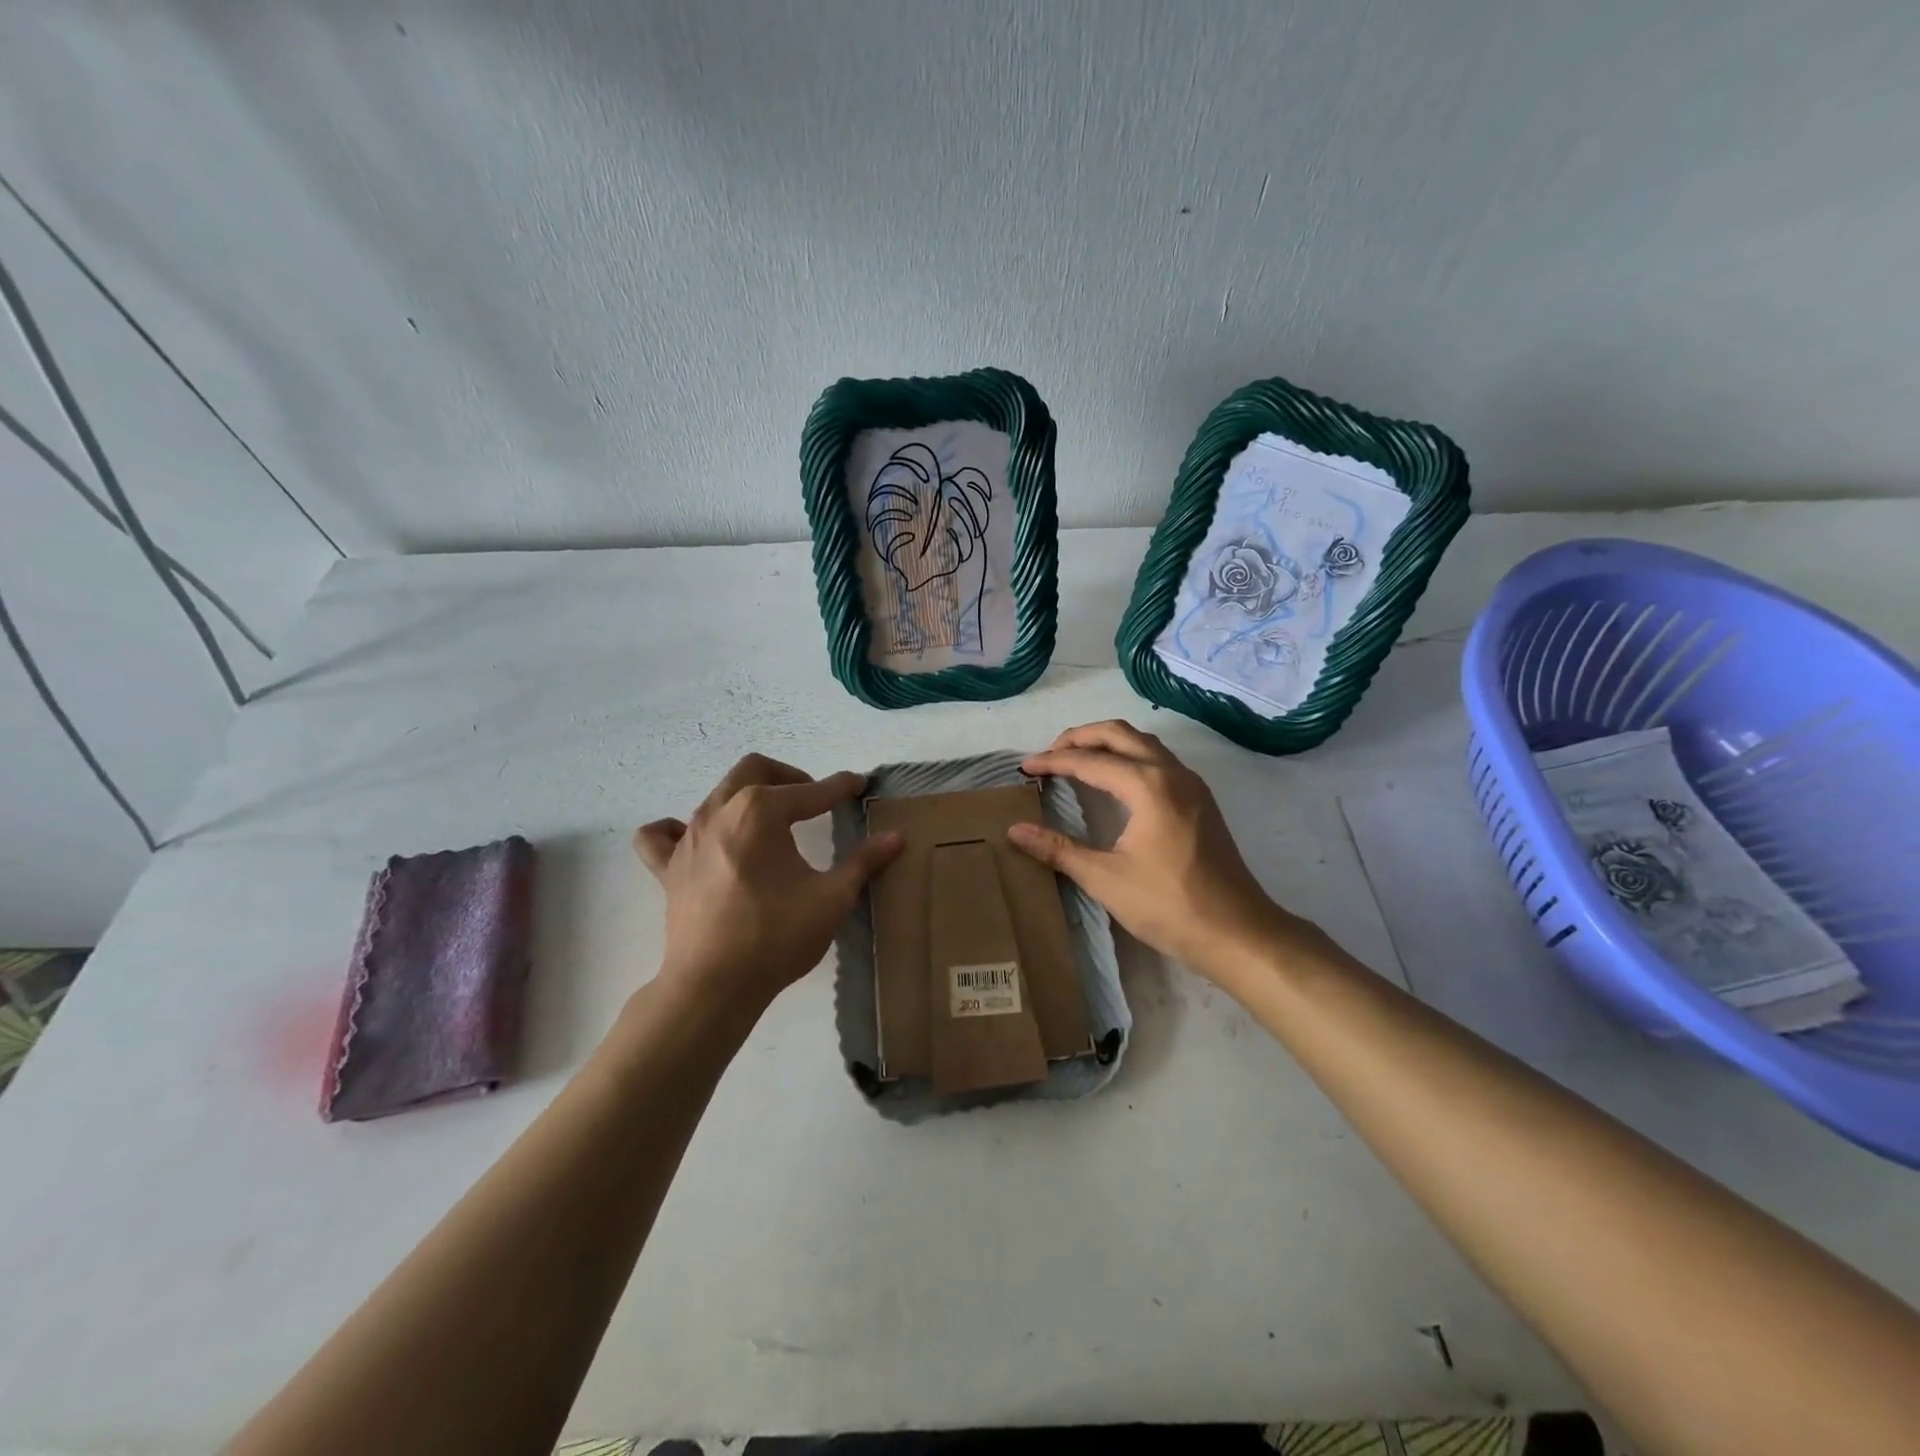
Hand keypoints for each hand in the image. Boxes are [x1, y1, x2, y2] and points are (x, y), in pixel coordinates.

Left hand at [634, 754, 902, 1014]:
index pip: (810, 791)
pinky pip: (662, 835)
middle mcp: (719, 811)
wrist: (713, 986)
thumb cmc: (776, 937)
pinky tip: (699, 841)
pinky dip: (678, 829)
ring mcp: (687, 837)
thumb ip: (863, 862)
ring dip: (748, 796)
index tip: (859, 784)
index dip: (839, 787)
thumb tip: (896, 838)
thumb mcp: (831, 898)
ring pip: (717, 794)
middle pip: (755, 770)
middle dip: (789, 777)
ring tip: (771, 821)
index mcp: (760, 811)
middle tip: (812, 799)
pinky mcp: (668, 867)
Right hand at [1008, 721, 1312, 984]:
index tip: (1024, 768)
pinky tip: (1115, 781)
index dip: (1053, 761)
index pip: (1089, 760)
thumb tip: (1014, 831)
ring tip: (1076, 760)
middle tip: (1048, 755)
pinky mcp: (1200, 799)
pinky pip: (1158, 759)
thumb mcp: (1105, 878)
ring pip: (1142, 743)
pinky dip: (1129, 756)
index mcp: (1147, 785)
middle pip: (1119, 734)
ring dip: (1107, 743)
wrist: (1237, 931)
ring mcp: (1191, 784)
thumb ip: (1058, 849)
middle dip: (1079, 737)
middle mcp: (1171, 772)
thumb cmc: (1169, 905)